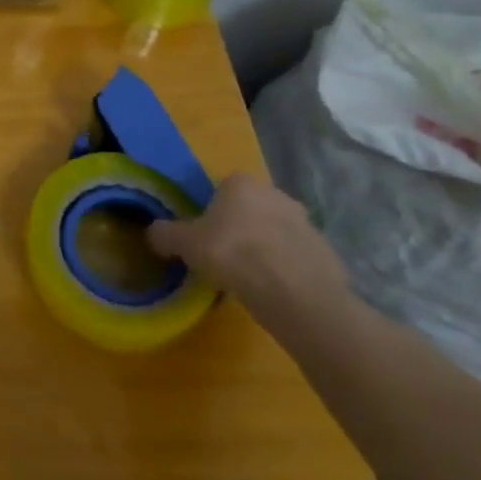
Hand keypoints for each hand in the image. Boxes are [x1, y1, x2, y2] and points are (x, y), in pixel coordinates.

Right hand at [146, 174, 348, 323]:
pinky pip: (296, 256)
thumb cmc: (234, 255)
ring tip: (249, 277)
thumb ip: (165, 234)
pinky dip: (285, 268)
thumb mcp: (184, 244)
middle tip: (223, 255)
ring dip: (264, 247)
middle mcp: (276, 193)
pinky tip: (274, 290)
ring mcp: (306, 222)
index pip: (221, 188)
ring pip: (274, 232)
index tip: (203, 235)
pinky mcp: (326, 252)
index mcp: (241, 183)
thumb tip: (153, 232)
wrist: (298, 296)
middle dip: (239, 227)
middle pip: (249, 208)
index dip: (210, 211)